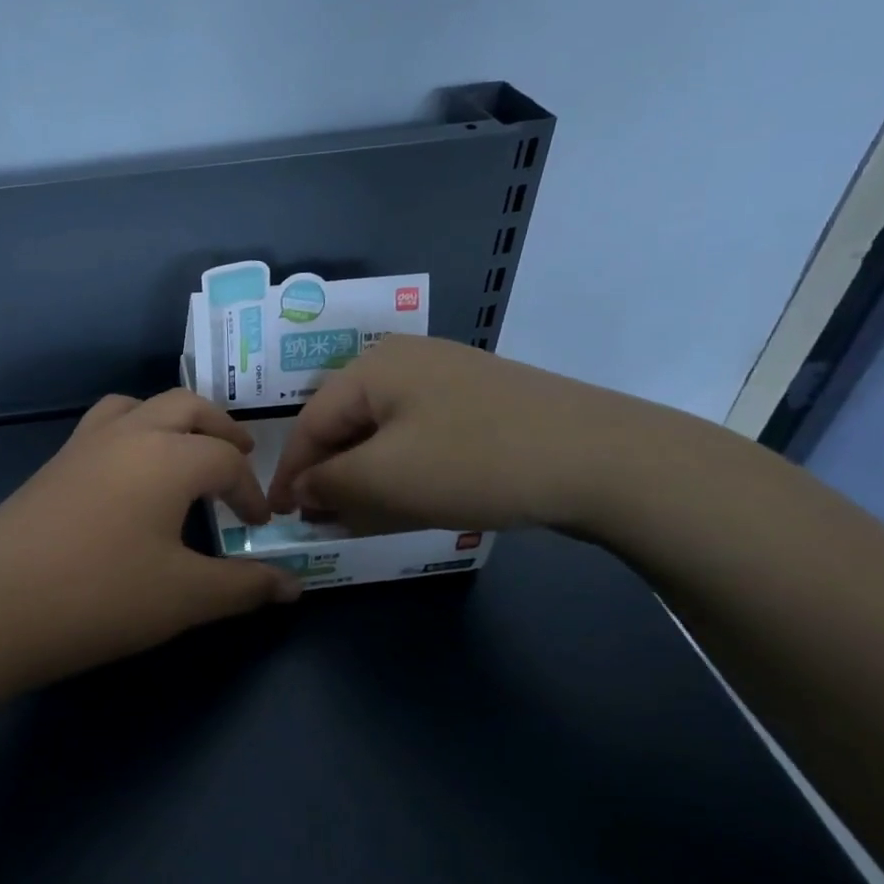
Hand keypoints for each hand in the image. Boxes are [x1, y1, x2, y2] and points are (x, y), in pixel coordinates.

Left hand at [0, 389, 302, 689]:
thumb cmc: (100, 597)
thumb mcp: (184, 597)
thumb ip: (244, 586)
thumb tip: (294, 587)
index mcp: (168, 456)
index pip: (226, 460)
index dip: (251, 491)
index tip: (259, 526)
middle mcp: (128, 433)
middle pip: (186, 407)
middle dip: (220, 429)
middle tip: (240, 456)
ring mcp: (84, 443)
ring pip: (139, 405)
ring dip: (172, 420)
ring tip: (186, 452)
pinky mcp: (54, 462)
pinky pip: (106, 425)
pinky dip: (134, 432)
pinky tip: (130, 477)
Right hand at [266, 335, 641, 535]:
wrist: (604, 458)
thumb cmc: (474, 461)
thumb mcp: (385, 478)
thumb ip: (329, 484)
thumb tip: (302, 489)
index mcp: (373, 367)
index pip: (311, 422)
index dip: (291, 471)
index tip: (279, 514)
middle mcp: (405, 362)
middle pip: (348, 424)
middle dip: (330, 476)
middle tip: (320, 521)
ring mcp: (449, 380)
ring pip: (385, 434)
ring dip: (366, 477)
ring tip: (359, 518)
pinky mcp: (482, 405)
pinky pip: (422, 438)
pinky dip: (404, 471)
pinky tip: (409, 500)